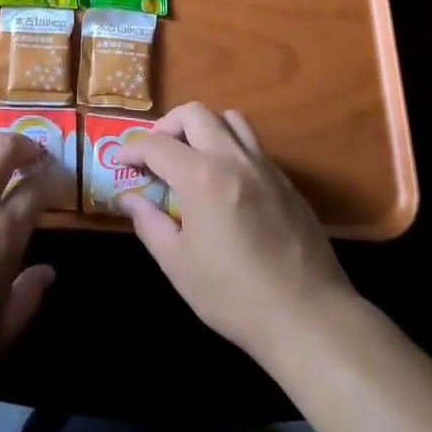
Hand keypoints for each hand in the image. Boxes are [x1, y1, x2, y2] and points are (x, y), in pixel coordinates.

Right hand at [116, 102, 356, 366]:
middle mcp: (233, 158)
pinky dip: (231, 147)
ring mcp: (265, 167)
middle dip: (168, 125)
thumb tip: (129, 199)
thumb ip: (149, 223)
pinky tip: (226, 182)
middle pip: (195, 113)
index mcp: (202, 176)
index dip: (133, 149)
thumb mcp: (178, 265)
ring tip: (192, 156)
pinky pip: (253, 145)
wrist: (309, 317)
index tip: (121, 162)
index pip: (157, 145)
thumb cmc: (234, 295)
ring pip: (230, 119)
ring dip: (204, 127)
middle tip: (156, 153)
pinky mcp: (287, 182)